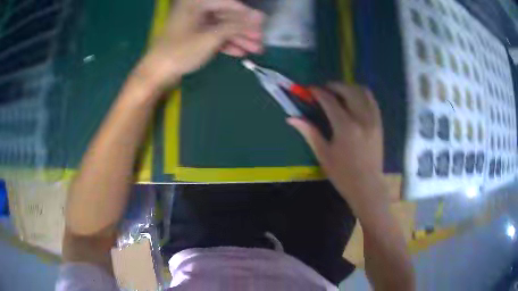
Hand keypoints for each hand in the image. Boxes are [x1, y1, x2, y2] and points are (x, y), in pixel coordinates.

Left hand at [137, 0, 263, 90]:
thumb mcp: (211, 37)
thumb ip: (237, 25)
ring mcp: (195, 24)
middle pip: (227, 17)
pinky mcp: (193, 37)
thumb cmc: (181, 51)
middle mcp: (196, 10)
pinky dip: (226, 44)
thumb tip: (261, 17)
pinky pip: (214, 36)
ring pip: (221, 28)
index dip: (247, 15)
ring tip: (255, 50)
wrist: (156, 74)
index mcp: (197, 3)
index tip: (263, 24)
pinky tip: (240, 53)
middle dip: (244, 30)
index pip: (229, 4)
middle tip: (261, 41)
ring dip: (238, 38)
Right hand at [288, 83, 384, 205]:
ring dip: (349, 87)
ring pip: (363, 91)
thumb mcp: (323, 154)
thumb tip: (291, 119)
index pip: (330, 101)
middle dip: (334, 85)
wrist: (367, 186)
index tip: (310, 89)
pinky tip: (354, 101)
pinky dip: (361, 95)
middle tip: (324, 90)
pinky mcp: (379, 123)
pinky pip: (372, 100)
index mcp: (345, 127)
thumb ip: (309, 132)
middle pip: (349, 90)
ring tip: (339, 93)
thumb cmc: (343, 174)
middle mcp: (362, 118)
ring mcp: (373, 120)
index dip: (318, 92)